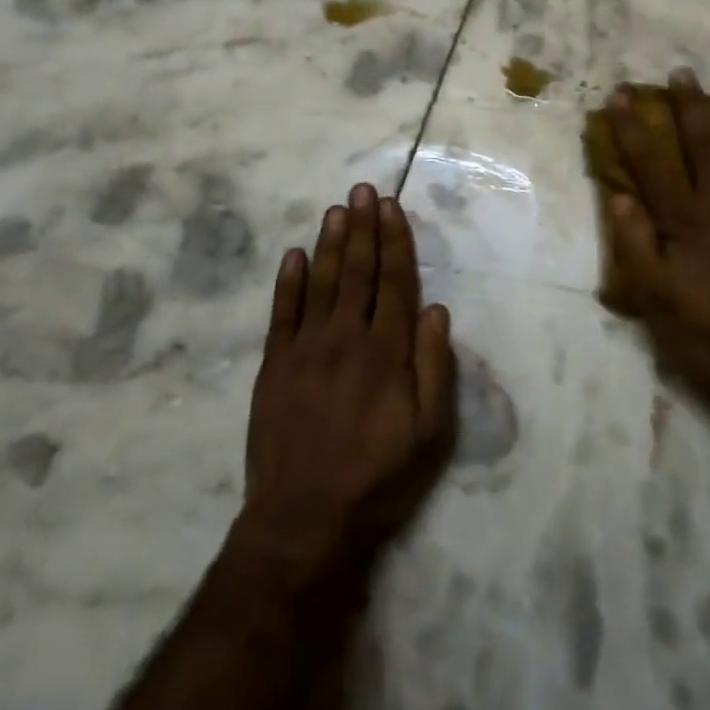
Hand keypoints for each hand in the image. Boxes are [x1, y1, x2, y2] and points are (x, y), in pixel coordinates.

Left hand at [237, 184, 456, 577]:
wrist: (304, 518)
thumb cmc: (379, 477)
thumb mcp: (430, 432)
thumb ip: (435, 367)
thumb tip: (436, 310)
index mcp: (387, 351)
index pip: (395, 282)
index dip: (395, 242)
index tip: (392, 208)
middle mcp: (347, 337)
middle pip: (358, 271)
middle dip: (363, 228)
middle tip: (364, 190)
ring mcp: (306, 348)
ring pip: (321, 282)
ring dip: (330, 243)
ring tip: (337, 209)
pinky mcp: (274, 365)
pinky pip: (282, 313)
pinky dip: (287, 281)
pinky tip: (293, 255)